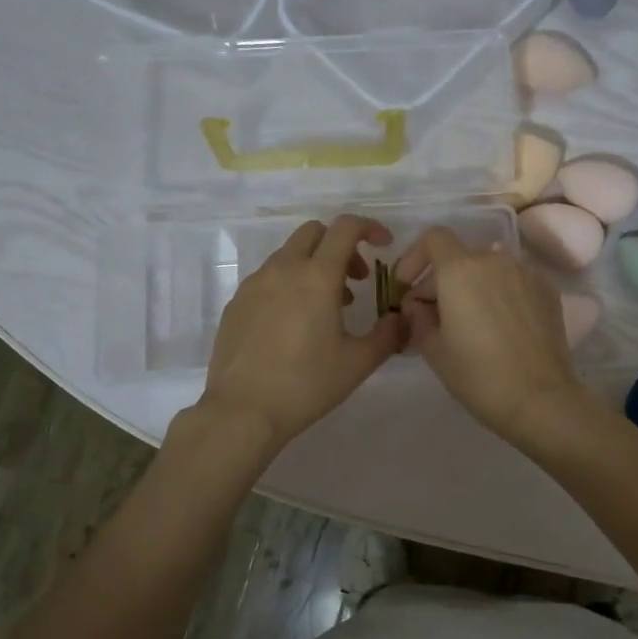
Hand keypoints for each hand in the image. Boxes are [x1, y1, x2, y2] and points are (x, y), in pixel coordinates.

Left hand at [198, 215, 404, 449]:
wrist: (242, 411)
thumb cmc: (306, 384)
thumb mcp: (358, 362)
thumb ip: (388, 334)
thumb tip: (401, 319)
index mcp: (317, 276)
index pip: (345, 228)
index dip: (369, 227)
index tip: (383, 244)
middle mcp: (283, 269)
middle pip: (314, 233)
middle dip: (340, 246)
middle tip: (356, 280)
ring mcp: (254, 284)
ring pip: (288, 255)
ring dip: (314, 266)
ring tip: (327, 308)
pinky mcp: (236, 303)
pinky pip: (268, 278)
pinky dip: (289, 284)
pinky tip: (293, 324)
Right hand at [393, 226, 589, 444]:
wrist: (540, 398)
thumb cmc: (478, 374)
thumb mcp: (434, 349)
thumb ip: (418, 317)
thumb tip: (418, 305)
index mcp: (461, 269)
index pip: (434, 238)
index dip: (414, 257)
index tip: (407, 286)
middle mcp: (495, 260)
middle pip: (461, 256)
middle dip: (441, 279)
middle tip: (431, 315)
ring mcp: (526, 273)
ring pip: (489, 269)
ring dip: (472, 286)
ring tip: (467, 322)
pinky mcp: (548, 291)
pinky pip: (513, 282)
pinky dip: (499, 294)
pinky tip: (498, 327)